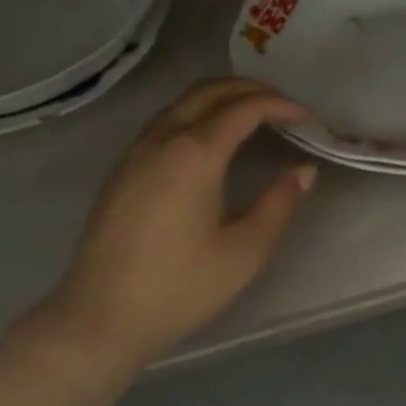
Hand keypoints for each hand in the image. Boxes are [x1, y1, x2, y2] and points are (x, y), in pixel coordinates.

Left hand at [40, 78, 315, 369]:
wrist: (100, 316)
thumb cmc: (179, 287)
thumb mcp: (244, 252)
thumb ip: (279, 205)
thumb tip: (304, 171)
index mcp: (196, 153)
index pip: (244, 109)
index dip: (278, 105)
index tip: (305, 115)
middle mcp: (163, 138)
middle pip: (209, 91)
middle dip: (249, 89)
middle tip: (281, 103)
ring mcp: (137, 151)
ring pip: (183, 102)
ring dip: (219, 97)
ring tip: (250, 114)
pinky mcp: (122, 168)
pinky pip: (165, 120)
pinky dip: (196, 112)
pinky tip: (208, 139)